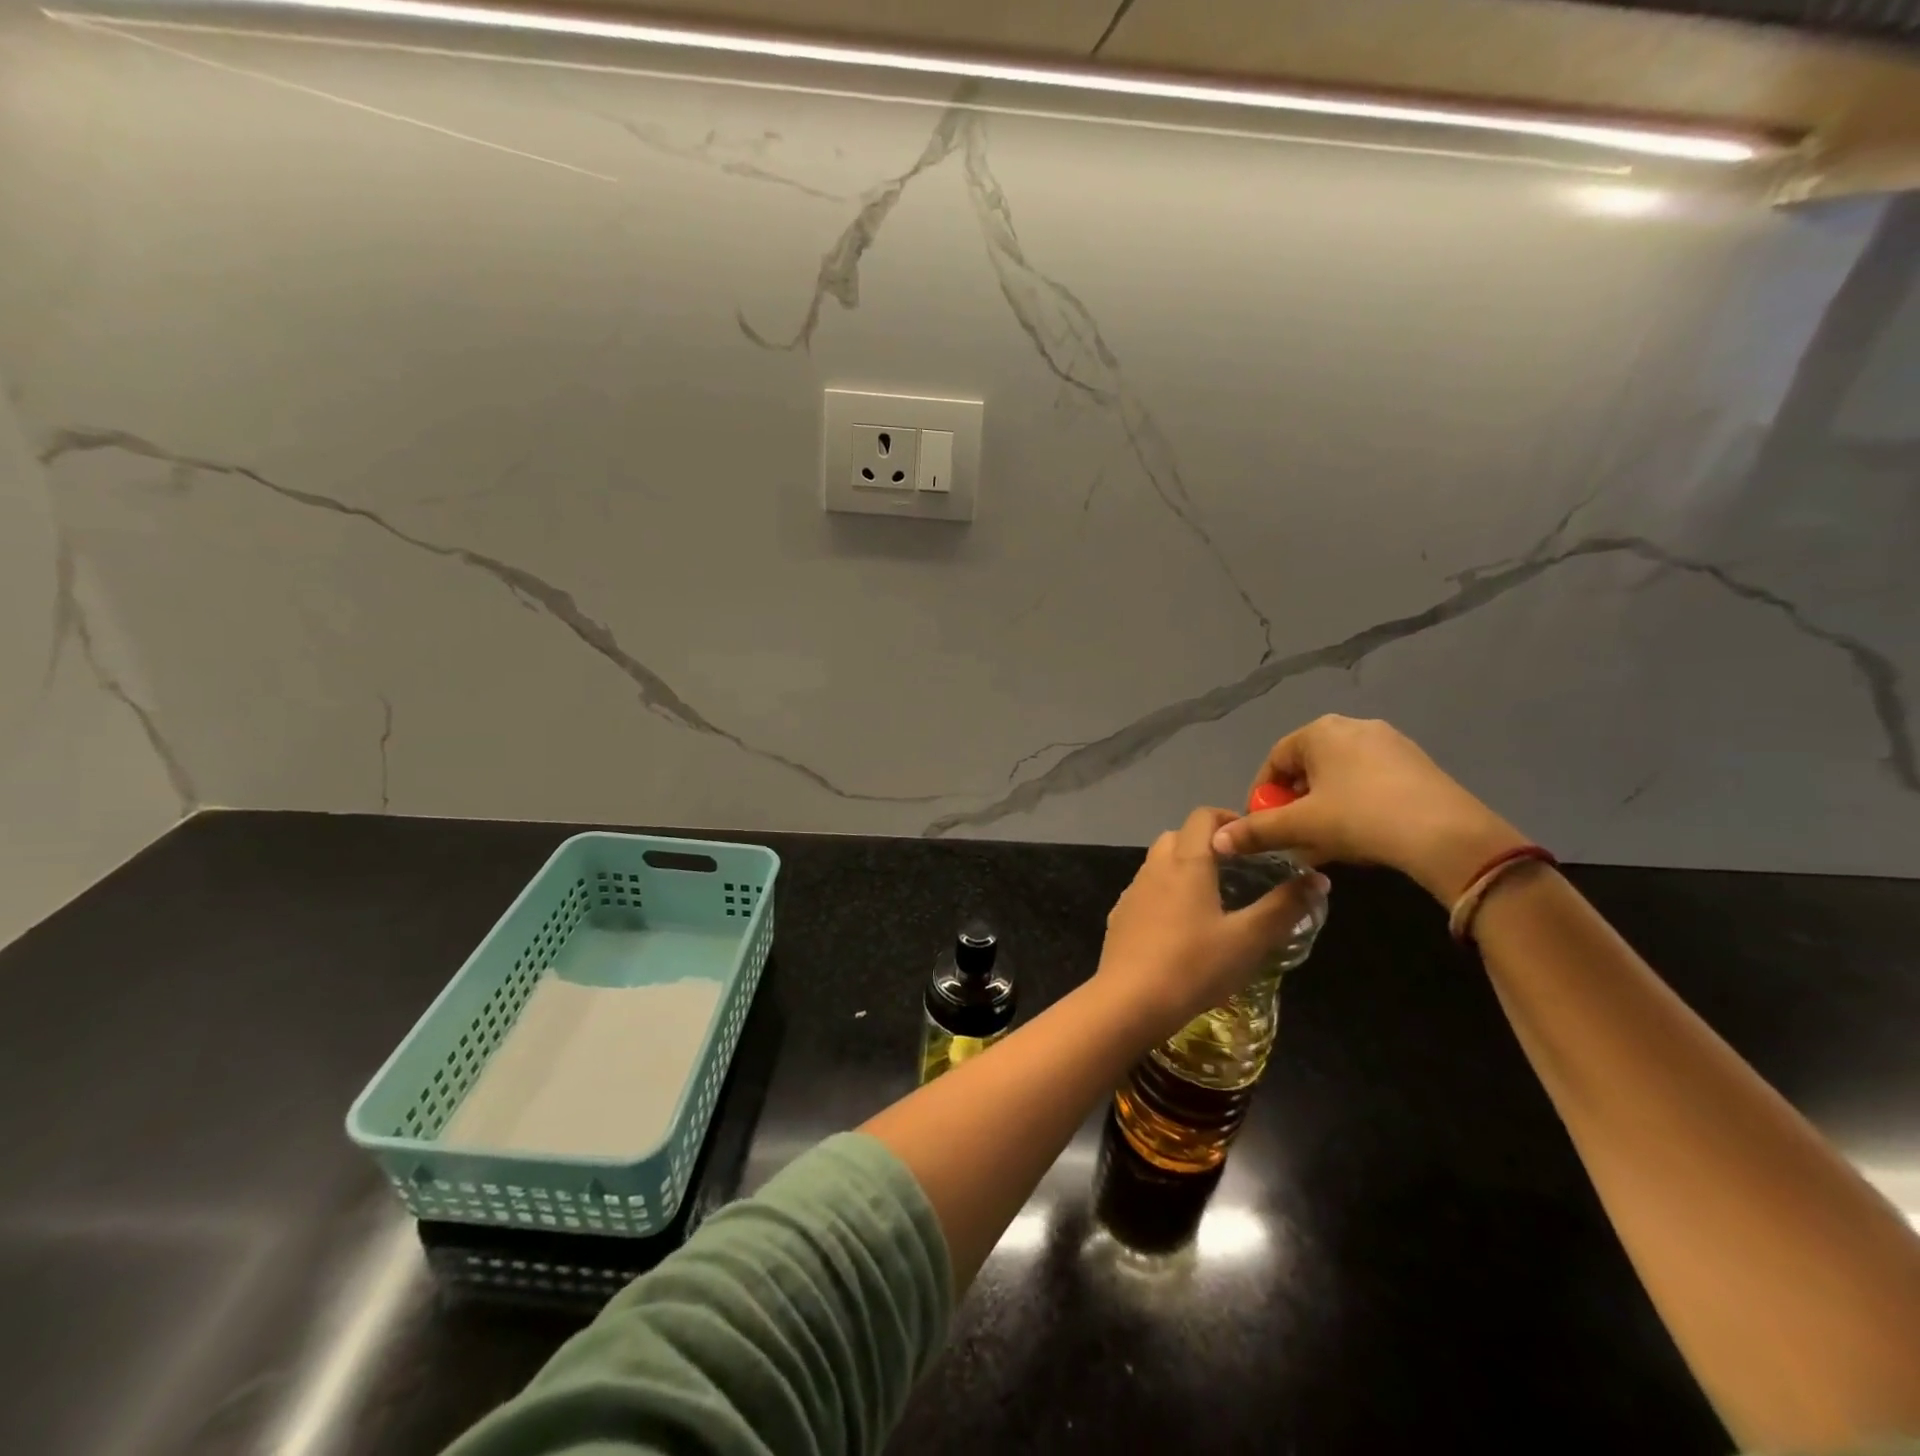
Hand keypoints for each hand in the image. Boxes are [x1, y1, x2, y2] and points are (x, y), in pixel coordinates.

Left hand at [1096, 807, 1326, 1042]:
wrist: (1130, 1000)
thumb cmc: (1195, 965)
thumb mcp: (1250, 939)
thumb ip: (1284, 907)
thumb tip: (1319, 878)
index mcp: (1186, 862)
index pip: (1203, 816)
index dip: (1228, 819)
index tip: (1253, 841)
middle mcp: (1155, 867)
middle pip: (1177, 836)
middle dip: (1205, 843)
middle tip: (1235, 870)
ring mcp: (1132, 892)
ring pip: (1158, 863)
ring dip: (1182, 868)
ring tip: (1211, 898)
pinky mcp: (1119, 916)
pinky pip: (1145, 891)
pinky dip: (1163, 894)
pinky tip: (1179, 927)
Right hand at [1210, 715, 1525, 902]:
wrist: (1446, 835)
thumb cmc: (1360, 818)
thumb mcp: (1300, 826)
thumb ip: (1256, 831)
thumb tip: (1217, 841)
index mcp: (1320, 731)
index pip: (1274, 760)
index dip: (1263, 796)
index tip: (1262, 826)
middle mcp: (1353, 727)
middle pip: (1307, 768)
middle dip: (1295, 805)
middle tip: (1293, 838)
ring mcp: (1390, 744)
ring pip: (1339, 778)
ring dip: (1323, 809)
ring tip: (1323, 844)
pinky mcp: (1417, 765)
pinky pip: (1369, 783)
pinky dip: (1354, 807)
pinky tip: (1359, 839)